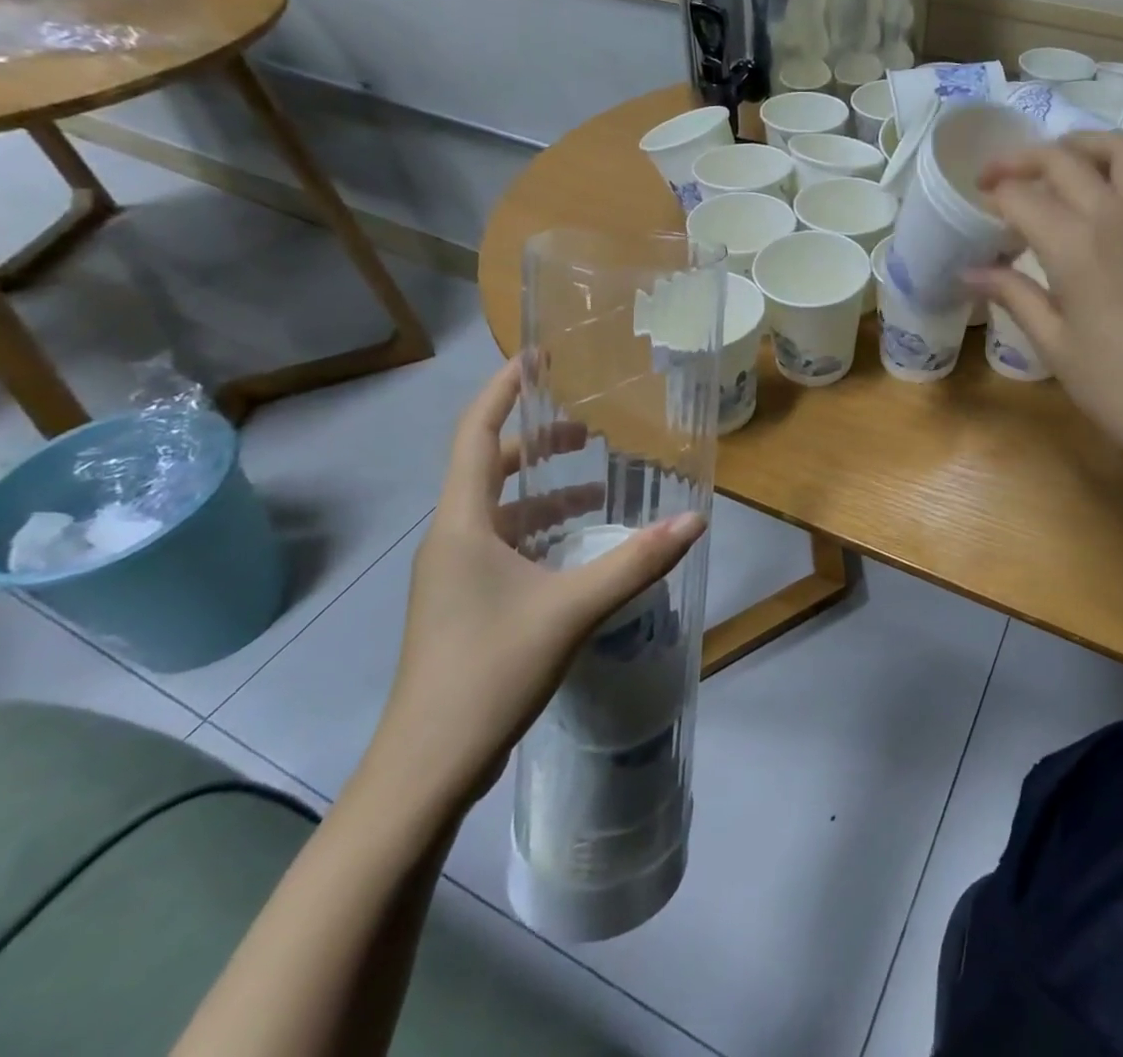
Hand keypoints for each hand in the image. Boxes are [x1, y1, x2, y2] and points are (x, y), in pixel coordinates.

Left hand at [365, 360, 705, 815]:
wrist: (426, 767)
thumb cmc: (488, 672)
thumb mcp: (572, 610)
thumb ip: (636, 561)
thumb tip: (695, 518)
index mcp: (462, 524)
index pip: (476, 434)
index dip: (504, 390)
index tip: (536, 355)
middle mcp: (452, 539)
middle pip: (489, 470)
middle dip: (536, 444)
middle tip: (588, 429)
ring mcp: (454, 575)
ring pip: (501, 513)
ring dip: (545, 495)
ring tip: (598, 493)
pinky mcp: (465, 604)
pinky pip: (505, 546)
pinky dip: (542, 533)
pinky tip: (579, 551)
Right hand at [967, 131, 1122, 472]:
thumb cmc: (1119, 387)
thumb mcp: (1055, 344)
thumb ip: (1013, 296)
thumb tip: (970, 272)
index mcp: (1078, 245)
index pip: (1022, 197)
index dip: (994, 195)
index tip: (976, 205)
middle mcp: (1118, 216)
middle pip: (1065, 158)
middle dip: (1022, 159)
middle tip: (996, 177)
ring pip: (1121, 150)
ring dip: (1080, 145)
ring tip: (1054, 165)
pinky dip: (1112, 174)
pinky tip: (1097, 208)